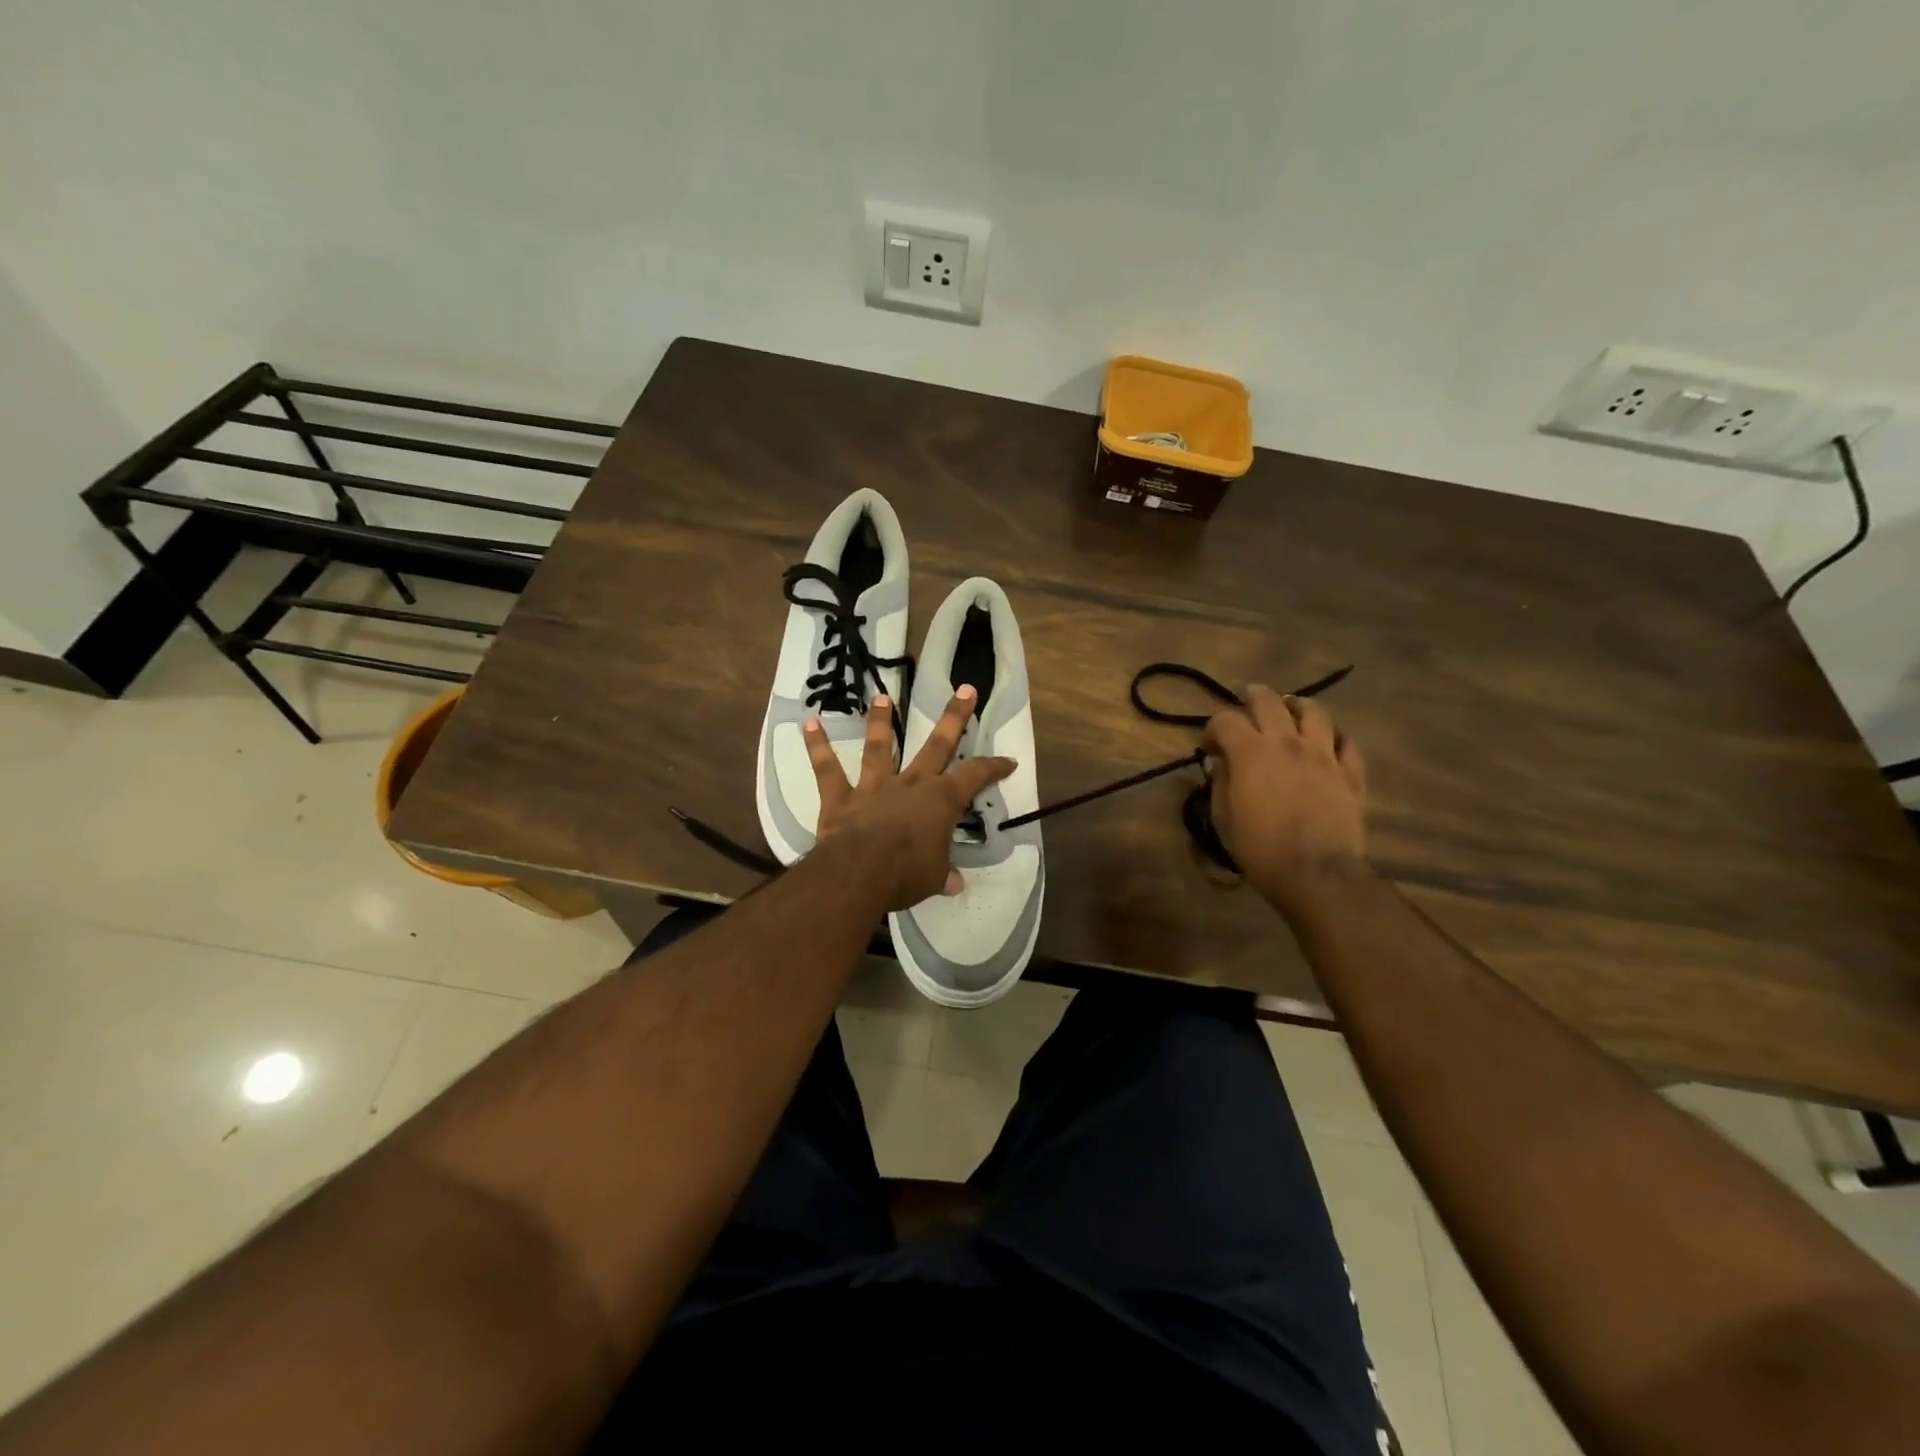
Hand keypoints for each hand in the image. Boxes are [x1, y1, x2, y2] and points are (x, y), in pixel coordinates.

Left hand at [804, 686, 1014, 910]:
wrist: (860, 872)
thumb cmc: (906, 874)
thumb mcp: (935, 878)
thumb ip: (944, 875)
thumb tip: (954, 883)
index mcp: (941, 801)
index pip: (975, 777)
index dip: (994, 767)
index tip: (1008, 760)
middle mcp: (911, 784)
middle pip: (937, 745)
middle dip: (954, 717)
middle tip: (965, 689)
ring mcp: (874, 787)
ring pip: (880, 747)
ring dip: (882, 721)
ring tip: (882, 697)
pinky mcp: (841, 798)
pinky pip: (827, 769)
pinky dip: (817, 746)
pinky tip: (808, 723)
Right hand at [1202, 686, 1368, 915]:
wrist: (1315, 874)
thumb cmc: (1260, 848)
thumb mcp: (1225, 817)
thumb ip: (1221, 782)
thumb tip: (1220, 763)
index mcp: (1251, 752)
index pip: (1226, 719)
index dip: (1213, 728)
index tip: (1210, 746)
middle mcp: (1287, 742)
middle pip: (1269, 701)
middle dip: (1252, 698)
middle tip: (1246, 704)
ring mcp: (1324, 755)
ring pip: (1314, 711)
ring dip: (1296, 706)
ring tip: (1289, 711)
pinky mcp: (1351, 773)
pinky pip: (1347, 742)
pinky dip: (1334, 738)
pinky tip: (1326, 744)